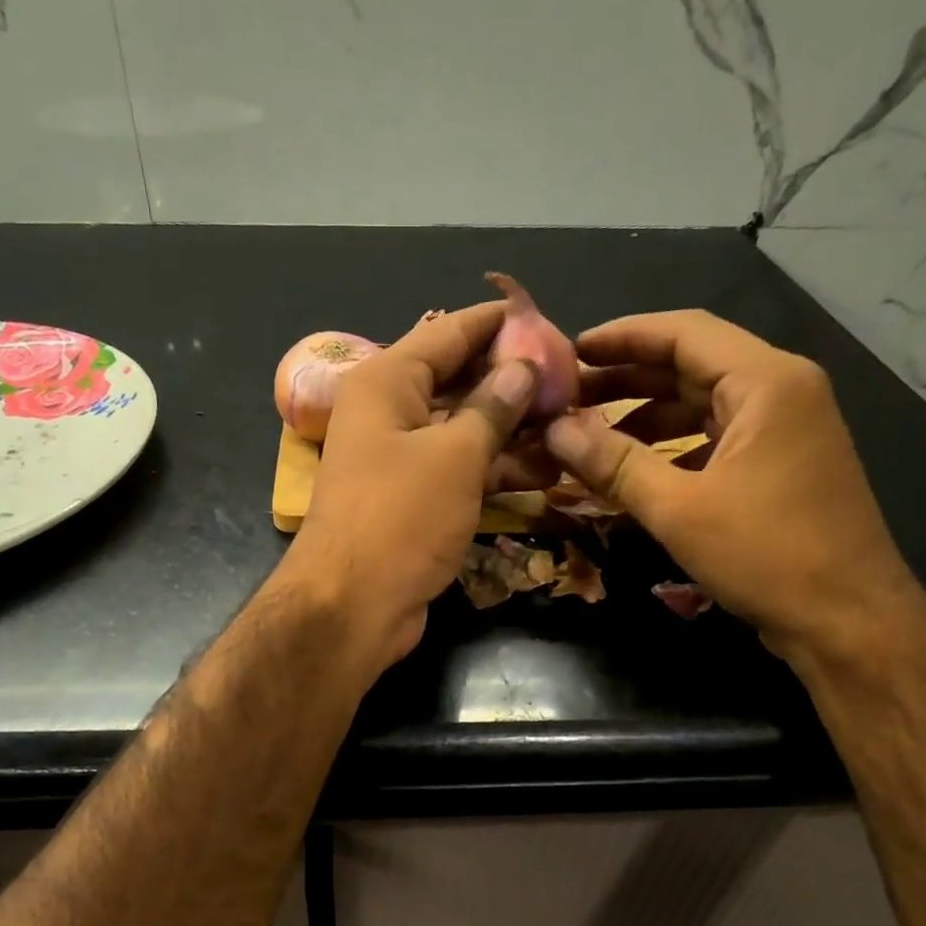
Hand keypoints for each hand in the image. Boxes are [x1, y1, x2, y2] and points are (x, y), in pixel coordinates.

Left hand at [281, 301, 543, 670]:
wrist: (353, 606)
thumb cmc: (400, 518)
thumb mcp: (455, 456)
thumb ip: (493, 408)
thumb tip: (524, 367)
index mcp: (387, 382)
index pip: (450, 332)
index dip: (499, 324)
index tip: (550, 319)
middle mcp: (390, 413)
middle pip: (459, 381)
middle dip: (513, 380)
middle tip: (572, 379)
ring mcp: (401, 460)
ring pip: (464, 429)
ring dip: (513, 429)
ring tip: (572, 422)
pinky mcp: (414, 501)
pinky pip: (460, 470)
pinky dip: (497, 468)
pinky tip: (546, 468)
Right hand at [544, 310, 925, 660]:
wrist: (846, 618)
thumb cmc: (766, 554)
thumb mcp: (679, 508)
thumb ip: (613, 463)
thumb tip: (554, 430)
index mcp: (766, 382)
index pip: (684, 332)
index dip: (622, 337)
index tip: (569, 351)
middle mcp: (780, 391)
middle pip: (693, 364)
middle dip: (628, 377)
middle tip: (568, 396)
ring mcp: (784, 429)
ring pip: (703, 404)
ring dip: (646, 414)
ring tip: (589, 433)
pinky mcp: (779, 465)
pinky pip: (715, 438)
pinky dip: (672, 446)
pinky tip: (634, 467)